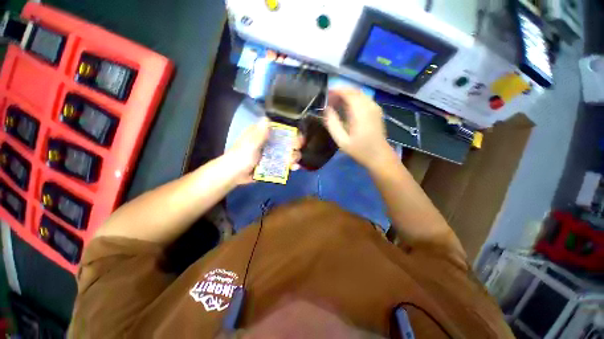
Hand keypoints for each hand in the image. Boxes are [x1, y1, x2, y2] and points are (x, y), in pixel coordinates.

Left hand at [224, 118, 303, 184]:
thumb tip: (268, 118)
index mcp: (263, 133)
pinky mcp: (273, 163)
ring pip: (287, 152)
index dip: (290, 131)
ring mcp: (272, 153)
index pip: (280, 128)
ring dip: (293, 157)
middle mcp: (270, 142)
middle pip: (287, 141)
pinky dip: (290, 165)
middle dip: (294, 146)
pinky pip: (284, 163)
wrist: (234, 175)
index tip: (297, 136)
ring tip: (294, 163)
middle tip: (296, 150)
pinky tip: (295, 168)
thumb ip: (259, 134)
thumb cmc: (240, 157)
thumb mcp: (249, 144)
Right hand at [324, 88, 391, 168]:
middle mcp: (369, 105)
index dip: (335, 90)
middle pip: (353, 90)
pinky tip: (346, 108)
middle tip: (328, 100)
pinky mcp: (376, 110)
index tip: (325, 94)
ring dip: (346, 95)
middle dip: (340, 92)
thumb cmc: (360, 150)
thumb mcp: (342, 141)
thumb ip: (332, 124)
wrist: (379, 156)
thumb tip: (326, 109)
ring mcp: (375, 107)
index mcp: (361, 112)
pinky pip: (363, 98)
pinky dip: (353, 99)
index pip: (348, 92)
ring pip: (359, 93)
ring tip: (335, 103)